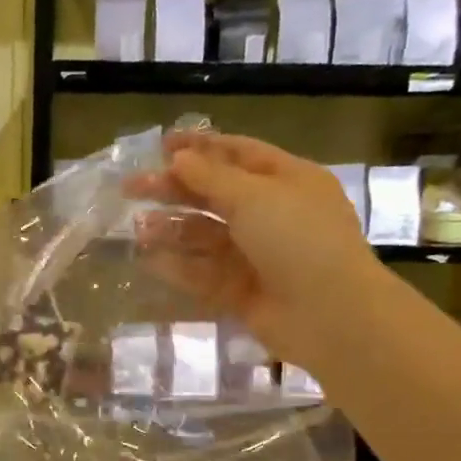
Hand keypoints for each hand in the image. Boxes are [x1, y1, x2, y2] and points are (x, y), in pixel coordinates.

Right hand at [129, 131, 380, 366]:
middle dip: (174, 189)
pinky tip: (148, 260)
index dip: (200, 147)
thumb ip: (212, 177)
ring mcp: (255, 255)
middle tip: (131, 187)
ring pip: (205, 236)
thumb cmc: (299, 240)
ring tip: (138, 227)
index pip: (238, 154)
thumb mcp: (255, 197)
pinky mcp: (240, 290)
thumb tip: (179, 157)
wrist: (329, 314)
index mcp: (287, 180)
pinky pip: (203, 273)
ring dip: (172, 229)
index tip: (161, 146)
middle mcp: (271, 214)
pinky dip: (177, 266)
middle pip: (214, 195)